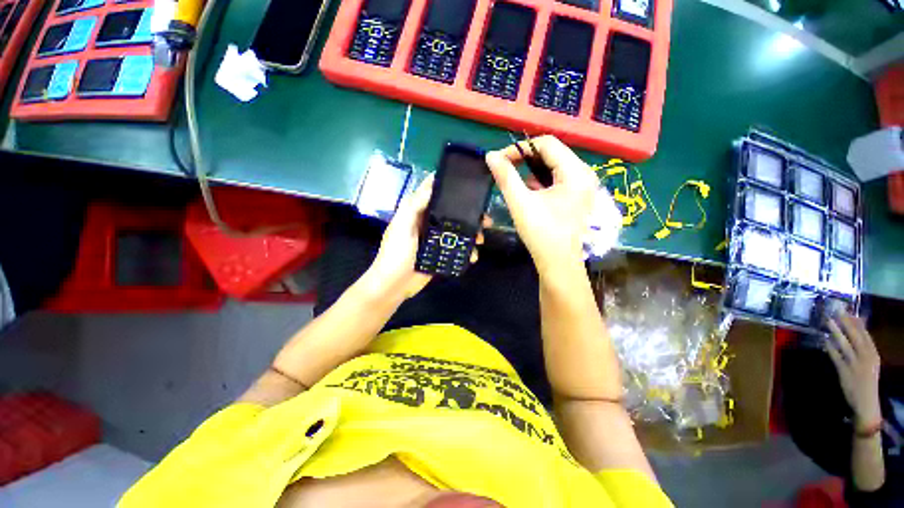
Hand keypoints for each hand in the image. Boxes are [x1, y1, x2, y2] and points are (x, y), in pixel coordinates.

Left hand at [364, 176, 485, 300]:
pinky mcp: (440, 255)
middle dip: (469, 215)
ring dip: (471, 234)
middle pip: (452, 213)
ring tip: (481, 240)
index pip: (434, 193)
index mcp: (417, 213)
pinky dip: (467, 251)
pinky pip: (457, 249)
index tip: (468, 183)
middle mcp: (428, 223)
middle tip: (485, 219)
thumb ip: (414, 205)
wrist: (394, 285)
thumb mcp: (402, 226)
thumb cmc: (395, 253)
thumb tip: (432, 184)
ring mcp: (435, 240)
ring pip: (457, 231)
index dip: (449, 186)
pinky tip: (472, 256)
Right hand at [485, 135, 597, 277]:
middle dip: (526, 158)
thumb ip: (505, 177)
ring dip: (532, 169)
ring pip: (554, 166)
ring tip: (514, 180)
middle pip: (552, 153)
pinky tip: (529, 192)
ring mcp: (582, 186)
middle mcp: (584, 174)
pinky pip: (557, 178)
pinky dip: (540, 180)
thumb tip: (491, 156)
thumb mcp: (520, 203)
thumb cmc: (541, 233)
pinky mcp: (577, 196)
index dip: (521, 148)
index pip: (547, 143)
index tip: (500, 160)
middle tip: (505, 168)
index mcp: (576, 172)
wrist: (558, 263)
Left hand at [825, 312, 881, 430]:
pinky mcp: (844, 371)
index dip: (857, 322)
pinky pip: (835, 356)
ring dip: (835, 331)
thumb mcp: (870, 362)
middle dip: (846, 322)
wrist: (867, 402)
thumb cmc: (867, 381)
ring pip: (844, 343)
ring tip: (828, 321)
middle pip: (855, 336)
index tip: (849, 311)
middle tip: (837, 310)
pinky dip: (829, 347)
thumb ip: (864, 348)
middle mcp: (866, 357)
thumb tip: (856, 332)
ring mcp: (855, 364)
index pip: (866, 335)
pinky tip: (824, 340)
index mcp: (874, 355)